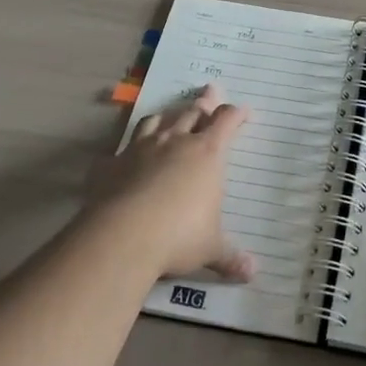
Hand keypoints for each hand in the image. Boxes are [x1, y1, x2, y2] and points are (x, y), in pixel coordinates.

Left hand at [93, 84, 254, 282]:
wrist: (123, 236)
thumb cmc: (179, 236)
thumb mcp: (210, 248)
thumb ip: (230, 257)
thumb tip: (253, 272)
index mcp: (207, 152)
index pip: (226, 120)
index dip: (236, 113)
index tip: (243, 111)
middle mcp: (176, 141)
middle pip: (192, 112)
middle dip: (203, 103)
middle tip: (208, 93)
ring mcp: (141, 148)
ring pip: (156, 121)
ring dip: (166, 117)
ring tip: (168, 117)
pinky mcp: (112, 163)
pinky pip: (120, 149)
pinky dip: (125, 150)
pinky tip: (122, 157)